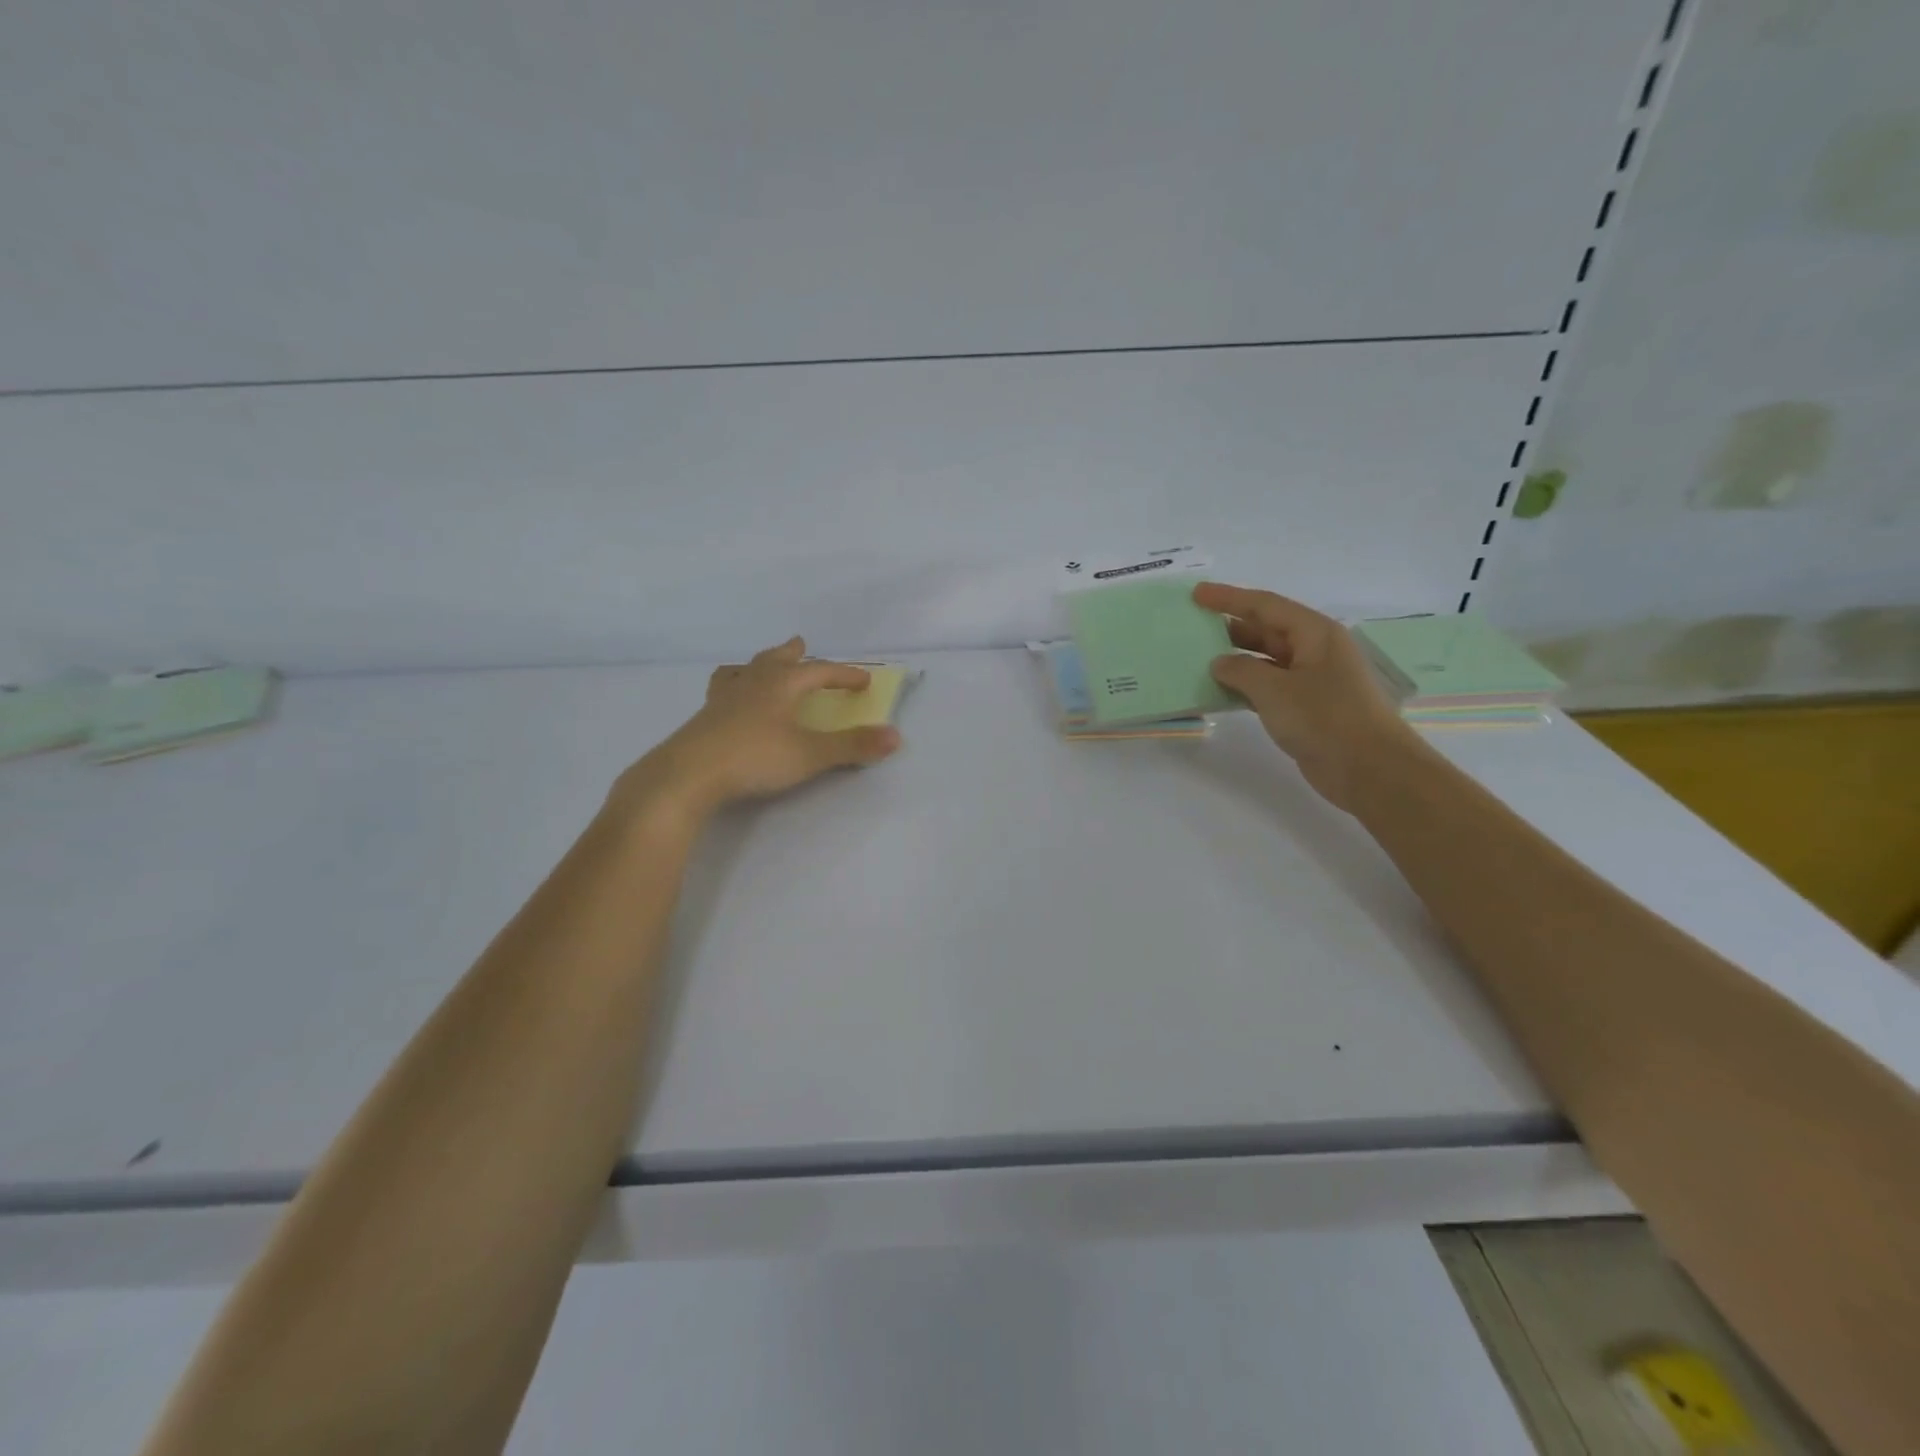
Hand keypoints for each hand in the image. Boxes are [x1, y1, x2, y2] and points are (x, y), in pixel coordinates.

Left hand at [616, 638, 900, 819]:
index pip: (819, 671)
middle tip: (799, 644)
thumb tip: (896, 735)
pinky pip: (722, 691)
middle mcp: (752, 683)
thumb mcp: (810, 755)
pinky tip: (727, 701)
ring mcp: (723, 699)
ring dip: (758, 665)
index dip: (844, 675)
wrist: (687, 775)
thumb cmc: (754, 758)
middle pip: (775, 660)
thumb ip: (852, 746)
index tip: (864, 679)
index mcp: (780, 685)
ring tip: (758, 666)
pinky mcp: (703, 719)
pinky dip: (733, 687)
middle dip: (792, 654)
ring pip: (743, 671)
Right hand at [1194, 582, 1418, 812]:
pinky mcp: (1307, 707)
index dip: (1229, 597)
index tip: (1197, 594)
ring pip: (1266, 660)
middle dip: (1230, 626)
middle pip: (1267, 629)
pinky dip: (1245, 686)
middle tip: (1193, 626)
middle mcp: (1315, 650)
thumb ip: (1240, 670)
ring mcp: (1312, 680)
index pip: (1265, 605)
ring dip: (1235, 659)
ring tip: (1198, 658)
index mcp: (1314, 633)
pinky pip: (1269, 687)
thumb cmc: (1324, 718)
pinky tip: (1220, 691)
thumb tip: (1219, 663)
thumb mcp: (1274, 689)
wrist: (1368, 768)